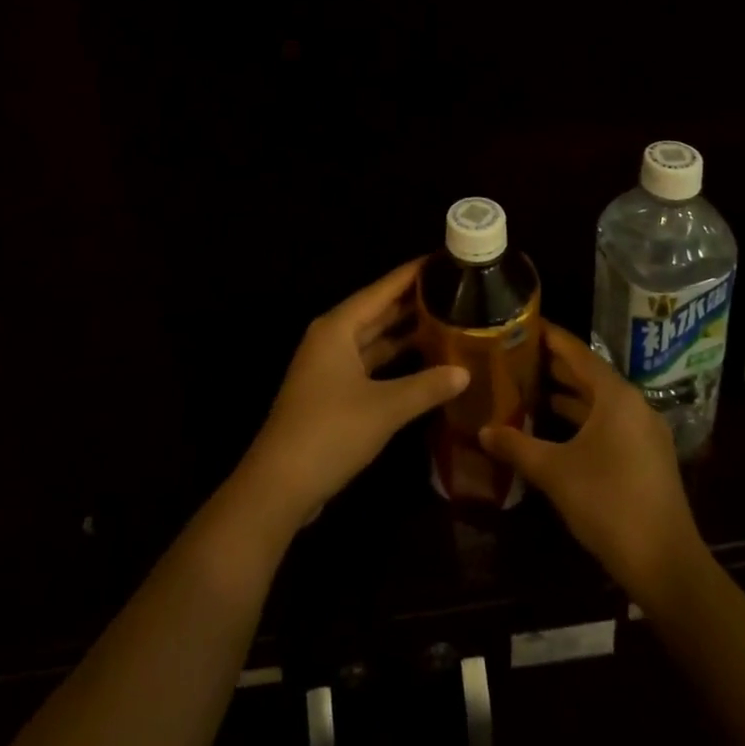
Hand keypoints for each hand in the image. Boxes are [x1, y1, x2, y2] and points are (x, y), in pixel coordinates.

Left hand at [237, 259, 469, 529]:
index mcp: (337, 327)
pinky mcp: (332, 392)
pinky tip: (422, 360)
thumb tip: (465, 371)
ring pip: (373, 338)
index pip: (381, 289)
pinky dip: (394, 359)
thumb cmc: (330, 432)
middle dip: (412, 301)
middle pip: (377, 310)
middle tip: (453, 289)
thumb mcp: (385, 408)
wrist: (279, 486)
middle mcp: (332, 338)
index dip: (411, 274)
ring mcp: (329, 366)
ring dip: (404, 331)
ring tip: (446, 318)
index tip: (442, 259)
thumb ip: (426, 386)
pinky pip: (369, 362)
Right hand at [480, 321, 706, 602]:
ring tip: (533, 389)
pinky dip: (585, 419)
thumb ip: (518, 446)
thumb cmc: (609, 504)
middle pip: (590, 374)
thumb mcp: (556, 472)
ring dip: (570, 395)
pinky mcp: (648, 457)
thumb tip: (483, 431)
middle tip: (519, 356)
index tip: (524, 323)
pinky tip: (560, 429)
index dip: (550, 336)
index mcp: (615, 396)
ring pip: (601, 401)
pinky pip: (611, 422)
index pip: (577, 352)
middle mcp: (634, 404)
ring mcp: (645, 432)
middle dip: (556, 365)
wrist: (667, 566)